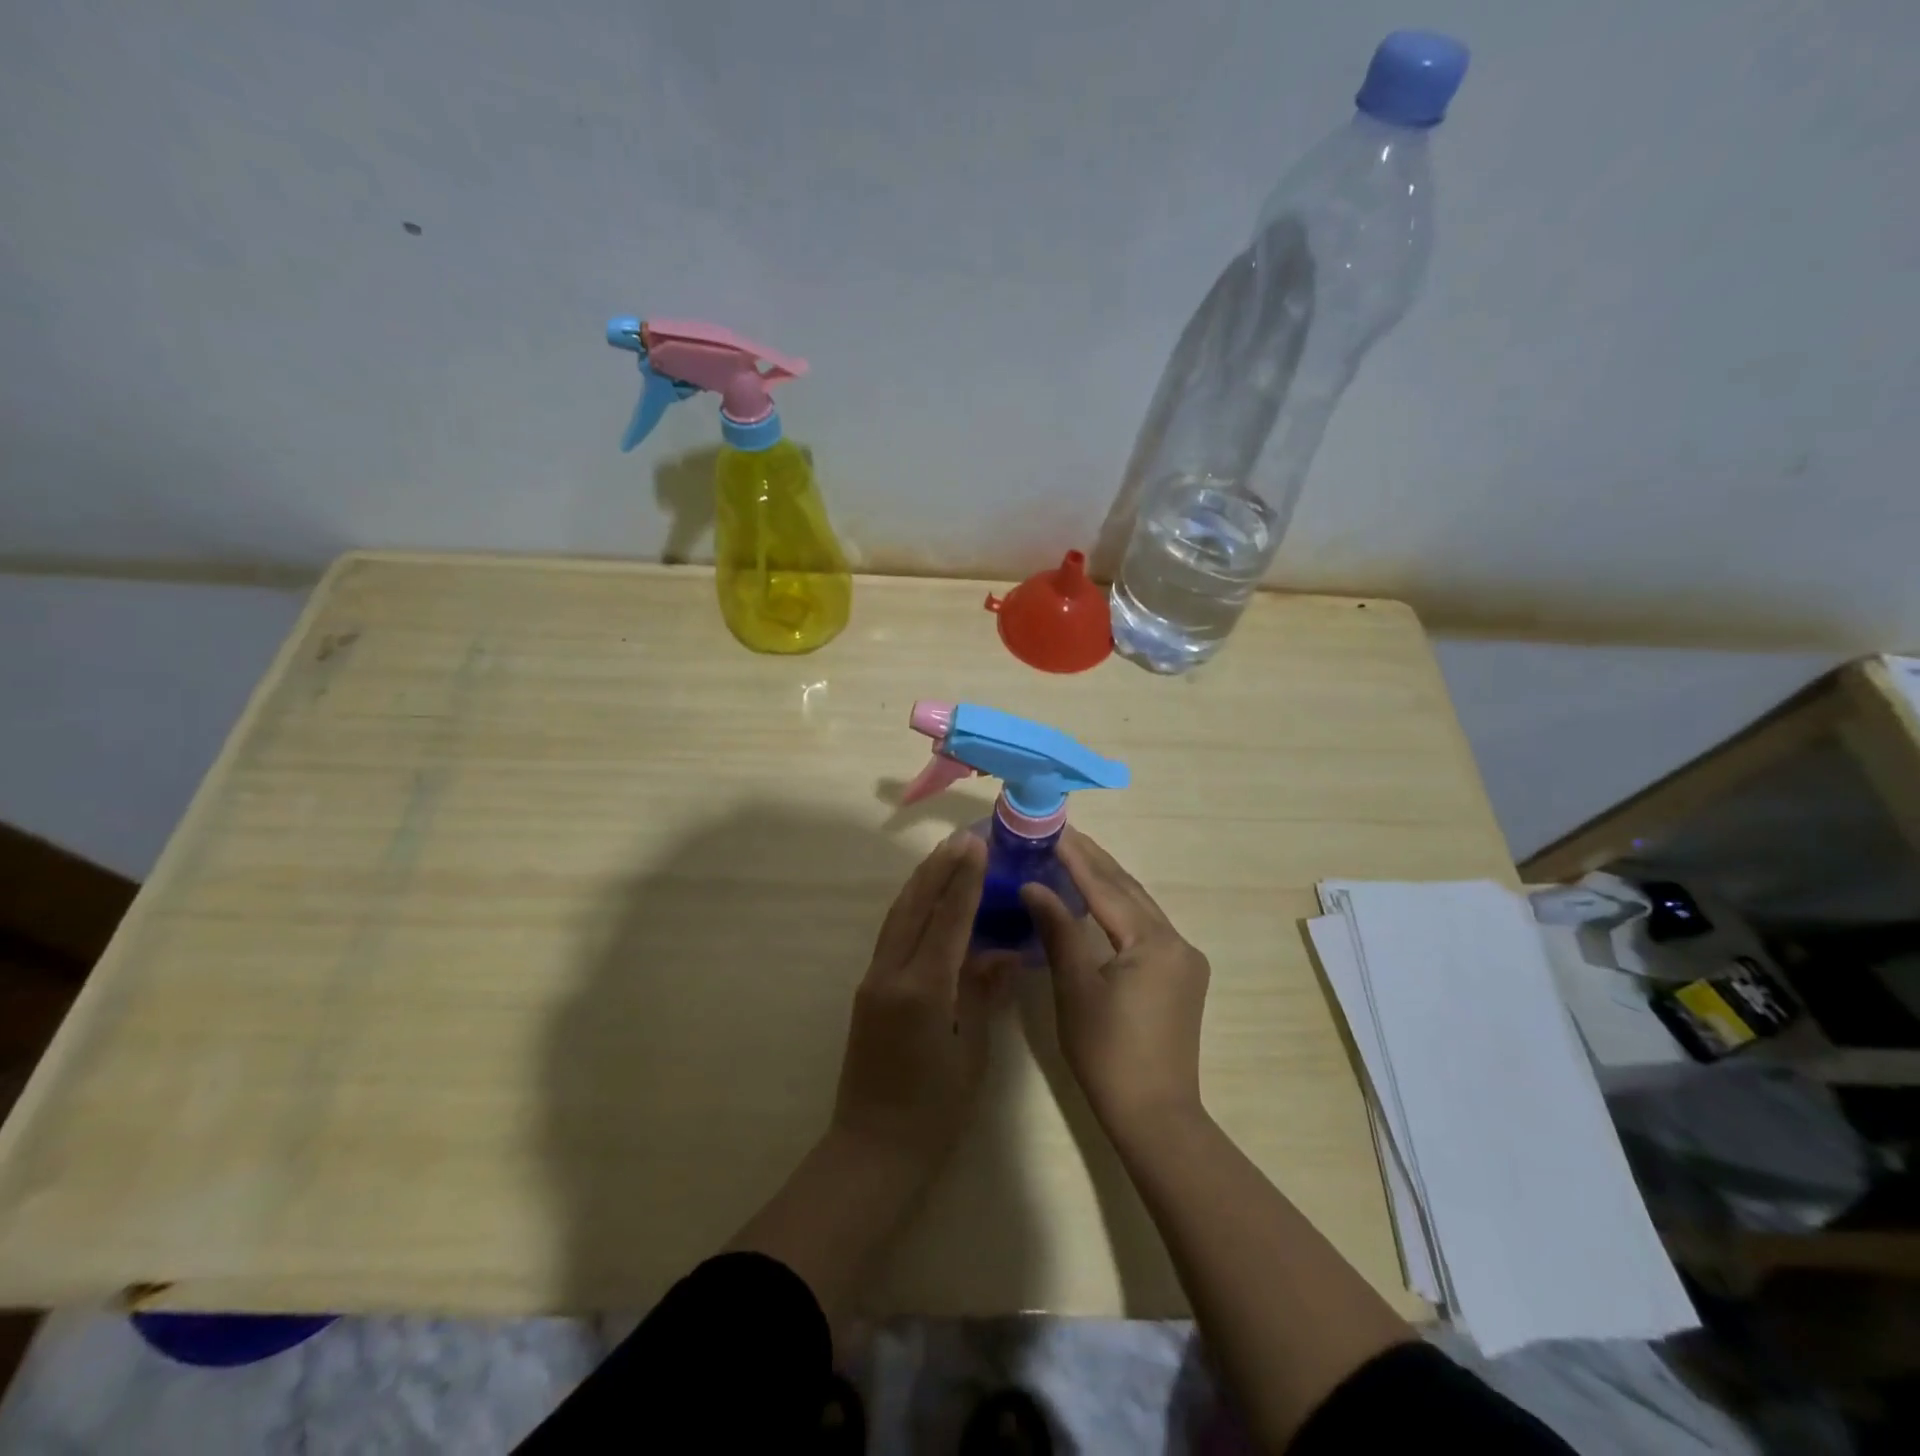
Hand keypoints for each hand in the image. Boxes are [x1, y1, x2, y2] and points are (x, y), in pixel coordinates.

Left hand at [831, 834, 1012, 1176]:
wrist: (872, 1150)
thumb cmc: (934, 1112)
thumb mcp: (971, 1053)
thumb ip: (983, 994)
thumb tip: (1004, 950)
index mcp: (922, 990)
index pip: (947, 921)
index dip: (964, 881)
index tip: (977, 846)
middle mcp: (891, 975)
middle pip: (915, 907)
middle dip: (939, 870)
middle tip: (961, 839)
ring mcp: (873, 980)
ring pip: (897, 917)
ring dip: (921, 883)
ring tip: (944, 856)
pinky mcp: (867, 990)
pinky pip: (892, 936)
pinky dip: (911, 909)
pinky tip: (925, 900)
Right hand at [1021, 828, 1210, 1136]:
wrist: (1155, 1115)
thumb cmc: (1108, 1053)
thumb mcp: (1076, 989)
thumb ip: (1058, 931)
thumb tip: (1033, 886)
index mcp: (1154, 942)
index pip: (1107, 887)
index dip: (1077, 857)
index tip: (1054, 828)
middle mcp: (1177, 942)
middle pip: (1129, 891)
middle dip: (1095, 861)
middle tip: (1062, 834)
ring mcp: (1183, 960)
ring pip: (1140, 908)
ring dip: (1108, 883)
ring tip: (1075, 857)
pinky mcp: (1180, 978)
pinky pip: (1146, 928)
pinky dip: (1119, 909)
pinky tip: (1098, 901)